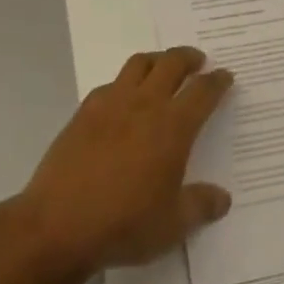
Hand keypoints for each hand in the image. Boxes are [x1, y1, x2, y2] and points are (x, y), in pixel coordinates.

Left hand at [20, 46, 233, 273]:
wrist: (58, 225)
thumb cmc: (124, 224)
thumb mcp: (172, 225)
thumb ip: (201, 206)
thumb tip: (223, 198)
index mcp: (173, 127)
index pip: (203, 92)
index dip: (217, 81)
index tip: (225, 76)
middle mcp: (145, 104)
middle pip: (172, 63)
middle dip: (189, 58)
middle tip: (198, 62)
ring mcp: (111, 103)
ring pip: (139, 63)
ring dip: (157, 59)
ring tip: (163, 68)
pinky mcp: (84, 112)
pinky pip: (110, 84)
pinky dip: (124, 83)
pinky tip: (123, 99)